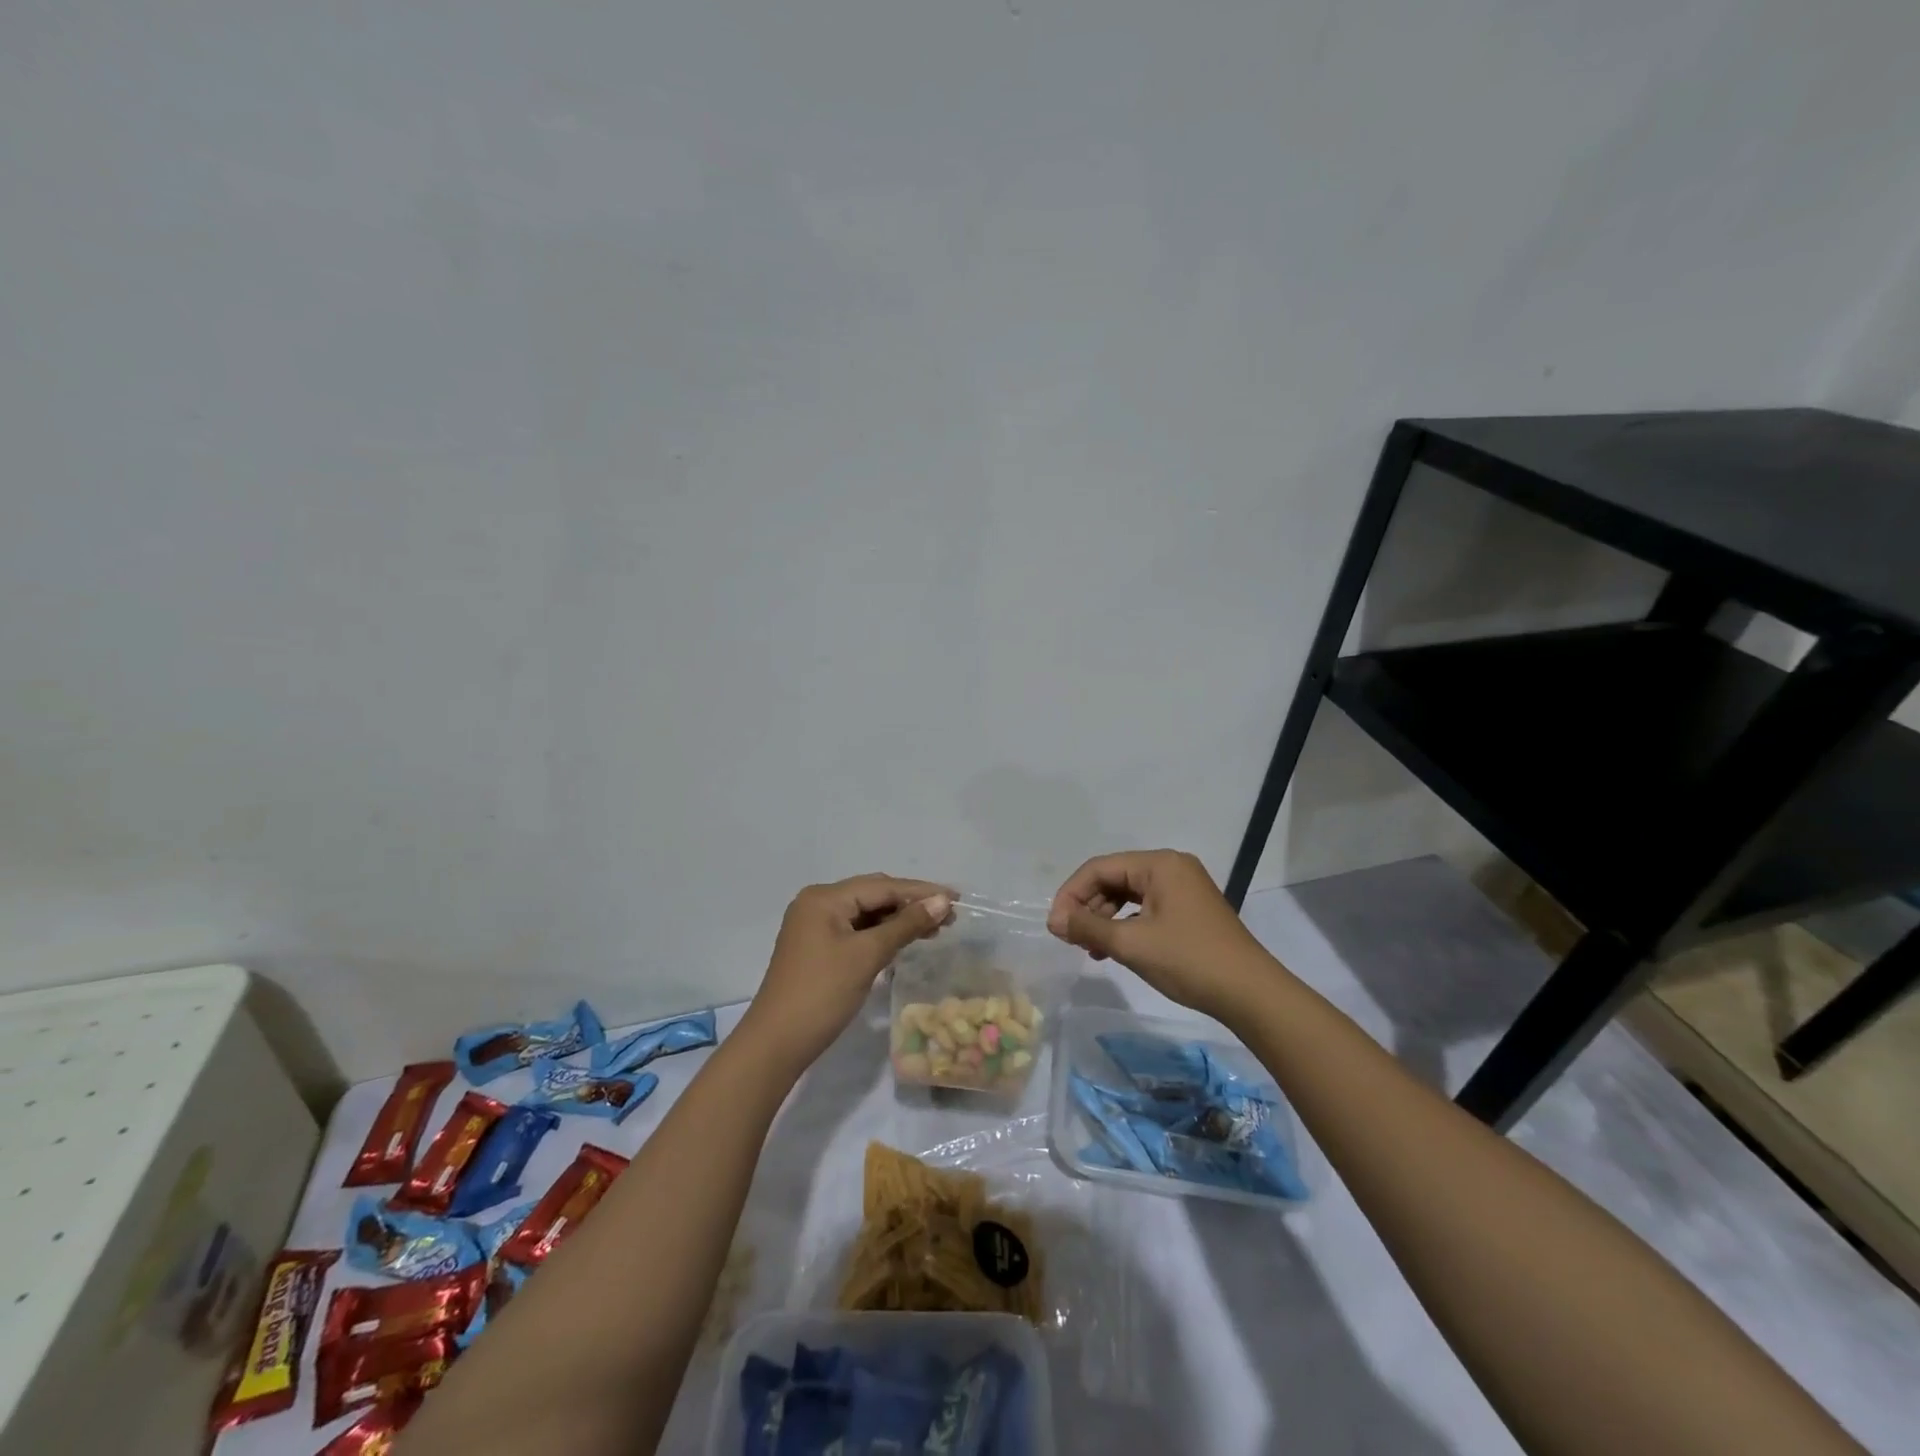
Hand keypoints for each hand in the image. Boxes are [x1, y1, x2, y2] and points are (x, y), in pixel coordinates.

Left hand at [741, 875, 952, 1074]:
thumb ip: (906, 925)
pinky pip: (856, 930)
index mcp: (824, 898)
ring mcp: (815, 926)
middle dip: (911, 904)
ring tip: (935, 929)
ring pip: (866, 914)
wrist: (776, 1043)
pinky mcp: (817, 947)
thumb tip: (941, 901)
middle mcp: (818, 903)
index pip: (881, 886)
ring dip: (899, 920)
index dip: (920, 891)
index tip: (956, 897)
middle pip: (873, 895)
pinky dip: (882, 934)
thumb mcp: (867, 956)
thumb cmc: (822, 993)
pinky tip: (904, 941)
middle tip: (949, 915)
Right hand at [1048, 850, 1277, 1020]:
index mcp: (1159, 864)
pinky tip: (1114, 949)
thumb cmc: (1189, 961)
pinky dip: (1125, 926)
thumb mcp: (1131, 944)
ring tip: (1089, 948)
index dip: (1071, 894)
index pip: (1099, 868)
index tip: (1055, 926)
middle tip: (1069, 938)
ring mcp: (1183, 888)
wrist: (1251, 994)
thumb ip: (1088, 927)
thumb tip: (1053, 920)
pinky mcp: (1189, 910)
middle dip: (1087, 907)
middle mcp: (1171, 867)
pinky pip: (1146, 909)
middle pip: (1114, 878)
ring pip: (1128, 895)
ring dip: (1104, 918)